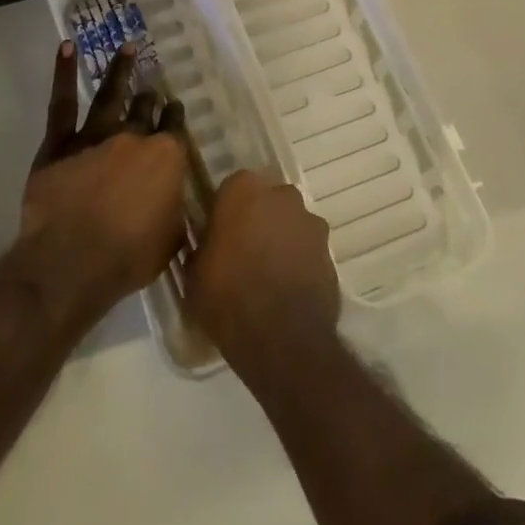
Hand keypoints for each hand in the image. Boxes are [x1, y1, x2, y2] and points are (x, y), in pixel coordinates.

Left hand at [17, 42, 190, 318]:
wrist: (71, 263)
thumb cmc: (128, 257)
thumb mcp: (172, 238)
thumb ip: (175, 208)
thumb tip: (175, 197)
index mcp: (166, 158)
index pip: (174, 128)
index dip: (175, 116)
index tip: (175, 109)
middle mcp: (133, 137)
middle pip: (144, 110)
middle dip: (150, 98)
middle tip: (151, 87)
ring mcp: (95, 136)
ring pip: (110, 95)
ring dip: (120, 70)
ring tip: (127, 48)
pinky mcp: (59, 144)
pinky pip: (62, 104)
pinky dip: (64, 73)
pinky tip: (67, 48)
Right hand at [186, 170, 340, 375]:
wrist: (280, 337)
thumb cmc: (226, 295)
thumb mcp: (194, 271)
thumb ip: (204, 245)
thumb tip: (210, 243)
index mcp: (244, 189)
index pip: (232, 187)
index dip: (226, 210)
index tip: (219, 233)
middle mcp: (281, 196)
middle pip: (267, 200)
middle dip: (258, 218)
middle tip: (243, 250)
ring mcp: (310, 222)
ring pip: (291, 223)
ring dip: (282, 239)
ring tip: (268, 274)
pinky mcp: (330, 252)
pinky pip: (308, 250)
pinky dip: (300, 262)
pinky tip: (287, 288)